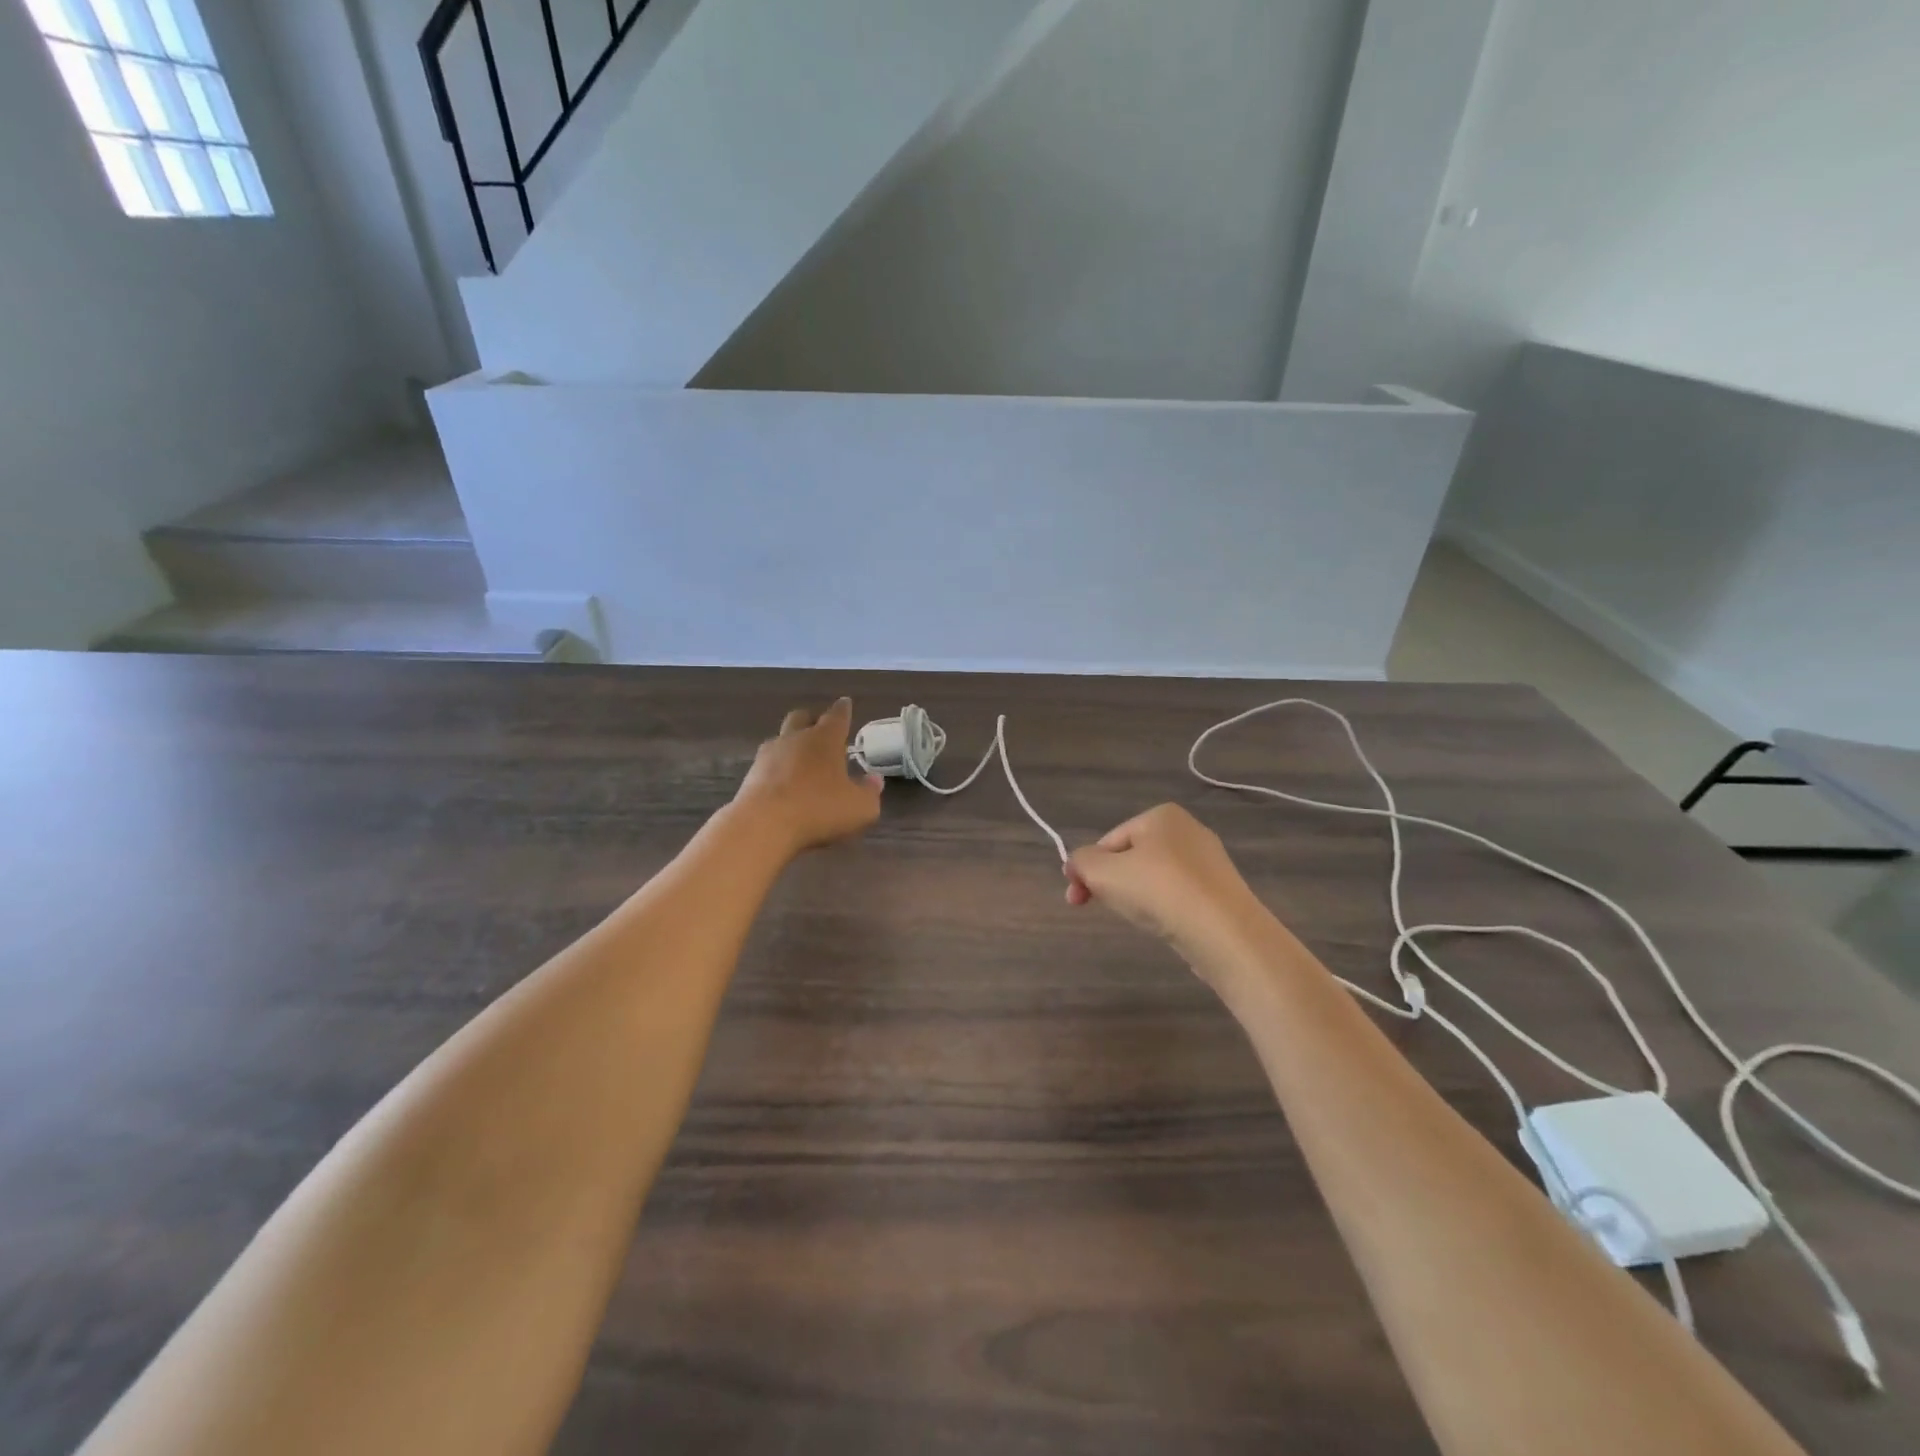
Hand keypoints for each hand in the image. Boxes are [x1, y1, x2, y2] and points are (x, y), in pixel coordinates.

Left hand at [734, 698, 883, 853]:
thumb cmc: (819, 809)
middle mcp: (796, 738)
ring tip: (801, 760)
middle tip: (820, 728)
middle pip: (801, 717)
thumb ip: (870, 792)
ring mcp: (769, 755)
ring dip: (791, 744)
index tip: (846, 702)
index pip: (837, 716)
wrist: (764, 824)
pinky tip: (783, 782)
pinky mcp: (751, 774)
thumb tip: (874, 780)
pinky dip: (777, 768)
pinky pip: (767, 763)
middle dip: (812, 719)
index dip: (843, 709)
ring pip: (781, 739)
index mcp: (825, 739)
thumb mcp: (860, 807)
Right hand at [1064, 804, 1272, 970]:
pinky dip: (1164, 909)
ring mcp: (1210, 863)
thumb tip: (1076, 865)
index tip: (1075, 898)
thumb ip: (1081, 862)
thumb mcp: (1102, 872)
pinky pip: (1179, 896)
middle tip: (1095, 908)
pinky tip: (1164, 926)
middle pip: (1131, 858)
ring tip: (1137, 919)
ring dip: (1136, 897)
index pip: (1109, 840)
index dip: (1086, 868)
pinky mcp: (1222, 893)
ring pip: (1155, 878)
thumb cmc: (1157, 890)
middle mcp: (1189, 830)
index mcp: (1161, 815)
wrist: (1224, 933)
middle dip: (1109, 882)